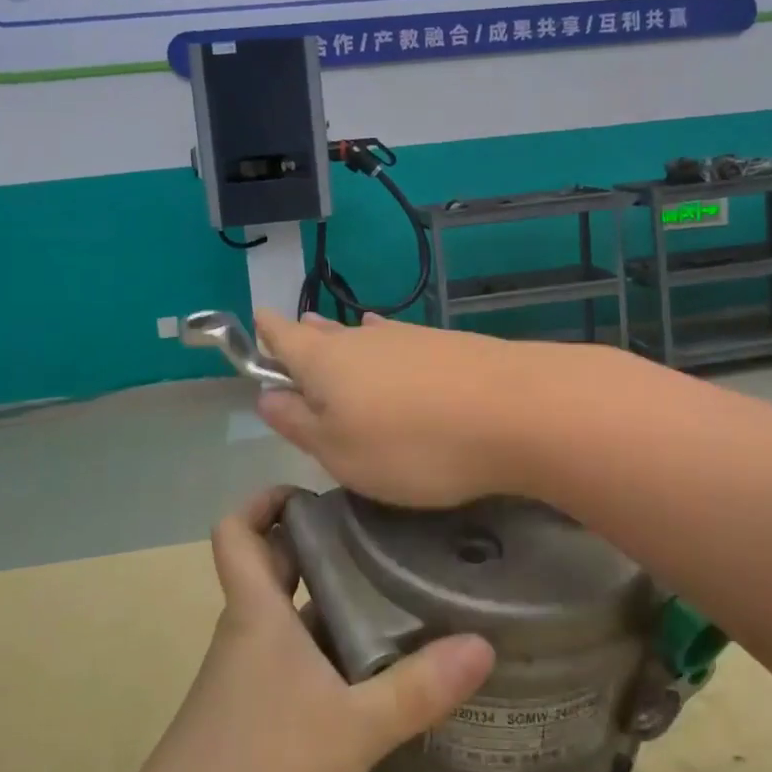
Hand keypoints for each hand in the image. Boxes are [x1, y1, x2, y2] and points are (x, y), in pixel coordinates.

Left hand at [0, 491, 494, 771]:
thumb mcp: (347, 732)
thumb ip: (416, 690)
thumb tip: (483, 644)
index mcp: (256, 613)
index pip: (237, 530)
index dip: (265, 500)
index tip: (316, 491)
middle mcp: (247, 635)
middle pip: (272, 567)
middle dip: (318, 545)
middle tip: (381, 536)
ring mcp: (245, 682)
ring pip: (287, 619)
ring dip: (330, 602)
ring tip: (395, 595)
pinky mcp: (250, 722)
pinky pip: (292, 664)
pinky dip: (327, 654)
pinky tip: (373, 674)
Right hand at [254, 311, 537, 508]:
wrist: (515, 411)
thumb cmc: (411, 445)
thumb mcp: (340, 452)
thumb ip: (299, 424)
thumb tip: (267, 397)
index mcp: (326, 363)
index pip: (284, 338)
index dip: (267, 333)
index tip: (256, 319)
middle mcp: (363, 339)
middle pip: (323, 334)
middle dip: (303, 336)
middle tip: (289, 331)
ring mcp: (409, 338)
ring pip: (363, 336)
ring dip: (343, 339)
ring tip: (327, 333)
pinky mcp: (447, 346)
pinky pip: (399, 341)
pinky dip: (383, 343)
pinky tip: (389, 340)